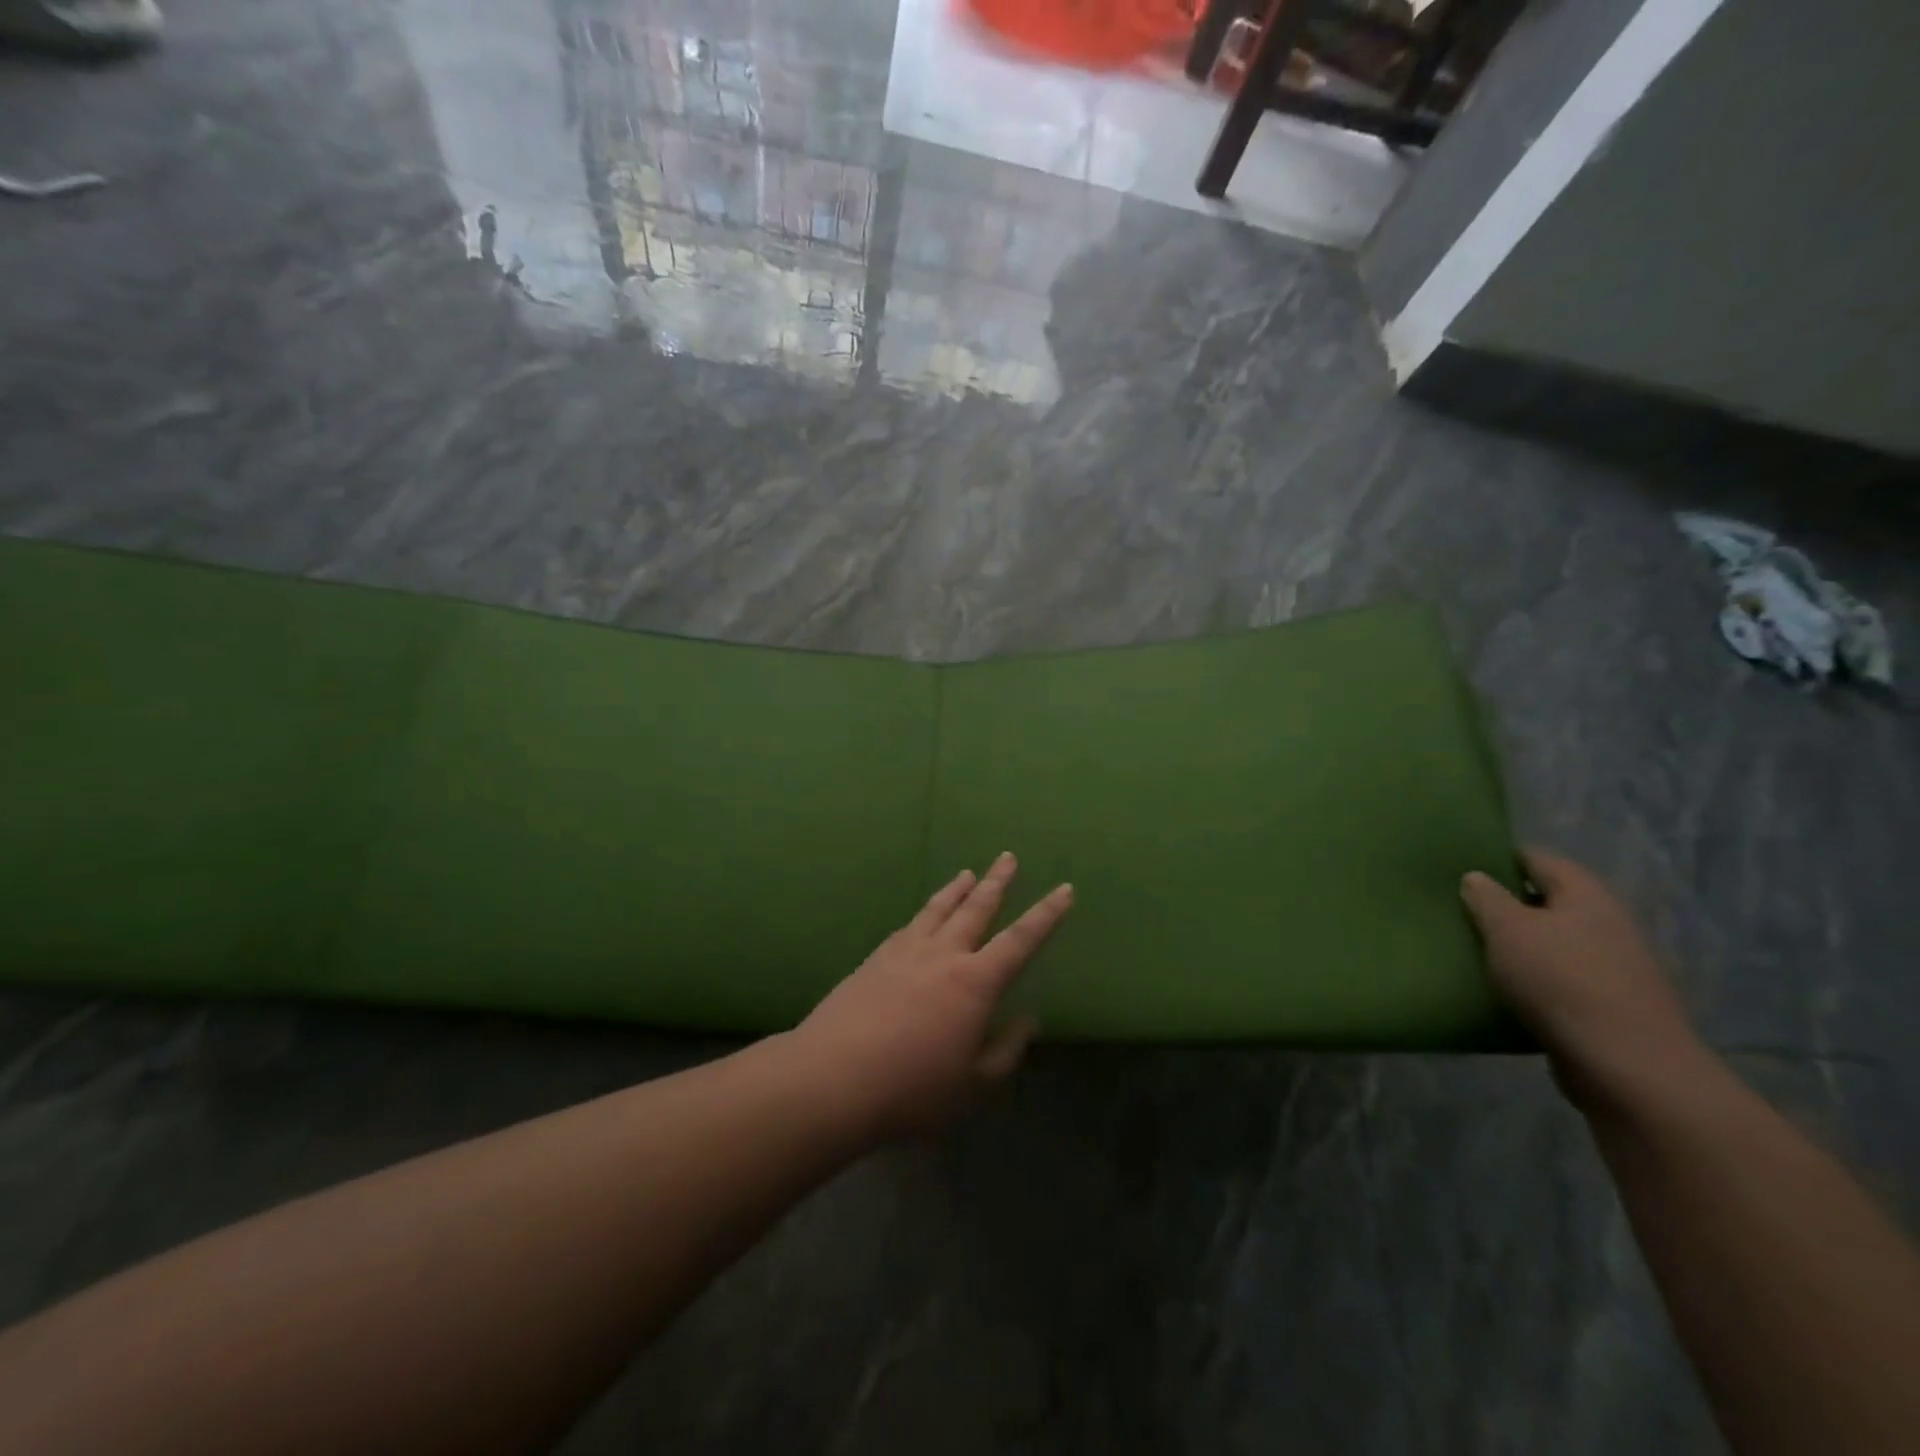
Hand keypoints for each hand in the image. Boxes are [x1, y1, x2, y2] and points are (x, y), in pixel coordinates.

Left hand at [794, 853, 1072, 1140]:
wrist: (832, 1078)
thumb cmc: (912, 1089)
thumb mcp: (973, 1085)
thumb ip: (1005, 1051)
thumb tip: (1029, 1020)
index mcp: (975, 983)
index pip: (1021, 940)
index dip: (1047, 915)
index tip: (1064, 889)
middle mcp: (943, 955)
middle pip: (976, 908)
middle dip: (997, 882)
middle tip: (1008, 857)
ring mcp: (905, 951)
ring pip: (939, 909)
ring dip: (957, 889)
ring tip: (968, 873)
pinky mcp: (875, 958)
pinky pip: (909, 924)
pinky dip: (925, 912)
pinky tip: (924, 916)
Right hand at [1462, 849, 1704, 1105]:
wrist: (1627, 1066)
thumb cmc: (1560, 981)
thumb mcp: (1507, 929)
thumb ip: (1486, 898)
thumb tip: (1476, 877)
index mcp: (1585, 895)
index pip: (1536, 858)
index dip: (1498, 858)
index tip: (1462, 868)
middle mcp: (1606, 922)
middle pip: (1547, 900)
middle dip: (1507, 904)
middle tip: (1462, 911)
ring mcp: (1613, 965)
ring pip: (1553, 941)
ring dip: (1520, 944)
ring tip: (1477, 950)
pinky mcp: (1610, 1003)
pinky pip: (1561, 977)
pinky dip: (1534, 978)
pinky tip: (1506, 989)